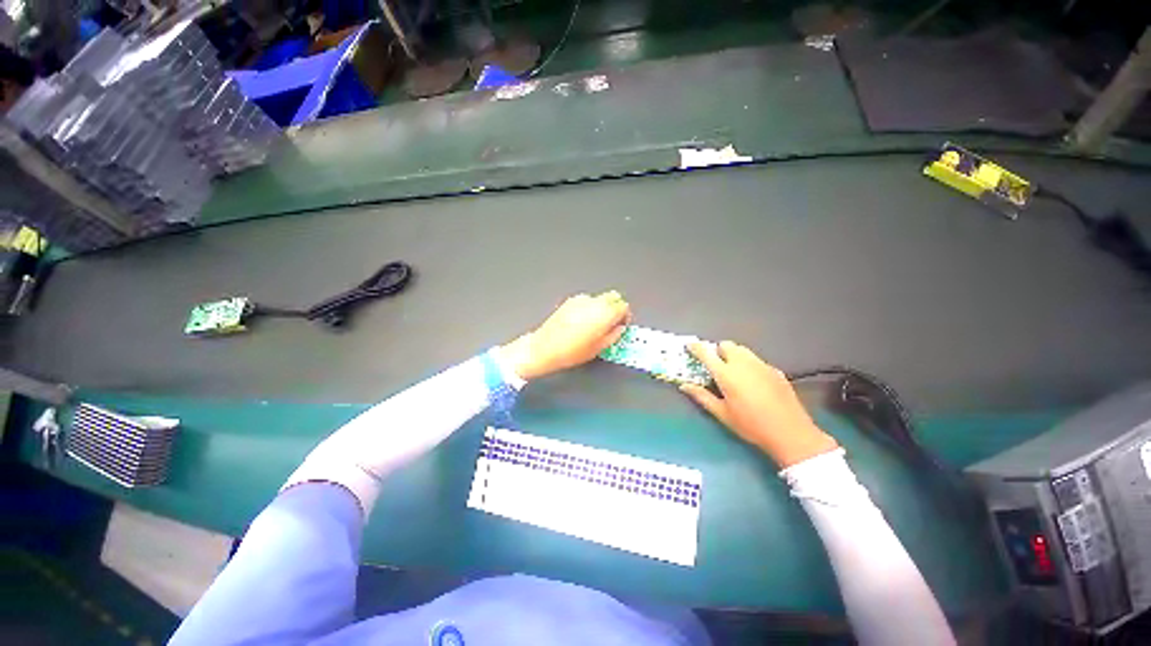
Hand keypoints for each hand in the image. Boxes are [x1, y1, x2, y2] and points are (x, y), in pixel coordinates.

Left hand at [501, 291, 630, 380]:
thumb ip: (614, 335)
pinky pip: (586, 301)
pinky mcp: (570, 301)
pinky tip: (582, 321)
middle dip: (615, 308)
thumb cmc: (571, 351)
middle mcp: (594, 302)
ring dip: (602, 307)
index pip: (624, 306)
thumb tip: (619, 328)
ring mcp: (581, 300)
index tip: (621, 325)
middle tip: (611, 323)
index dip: (625, 316)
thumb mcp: (599, 348)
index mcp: (605, 314)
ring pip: (600, 298)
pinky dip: (589, 307)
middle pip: (614, 297)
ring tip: (594, 324)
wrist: (545, 348)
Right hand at [681, 341, 838, 467]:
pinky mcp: (775, 370)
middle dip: (717, 351)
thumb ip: (701, 396)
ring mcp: (761, 365)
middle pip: (726, 345)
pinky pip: (756, 360)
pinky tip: (752, 382)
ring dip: (733, 355)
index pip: (706, 352)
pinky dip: (748, 364)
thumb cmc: (750, 425)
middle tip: (715, 366)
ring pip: (742, 350)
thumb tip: (684, 385)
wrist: (790, 433)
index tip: (689, 346)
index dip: (695, 347)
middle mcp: (743, 363)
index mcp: (726, 374)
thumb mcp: (722, 413)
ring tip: (733, 372)